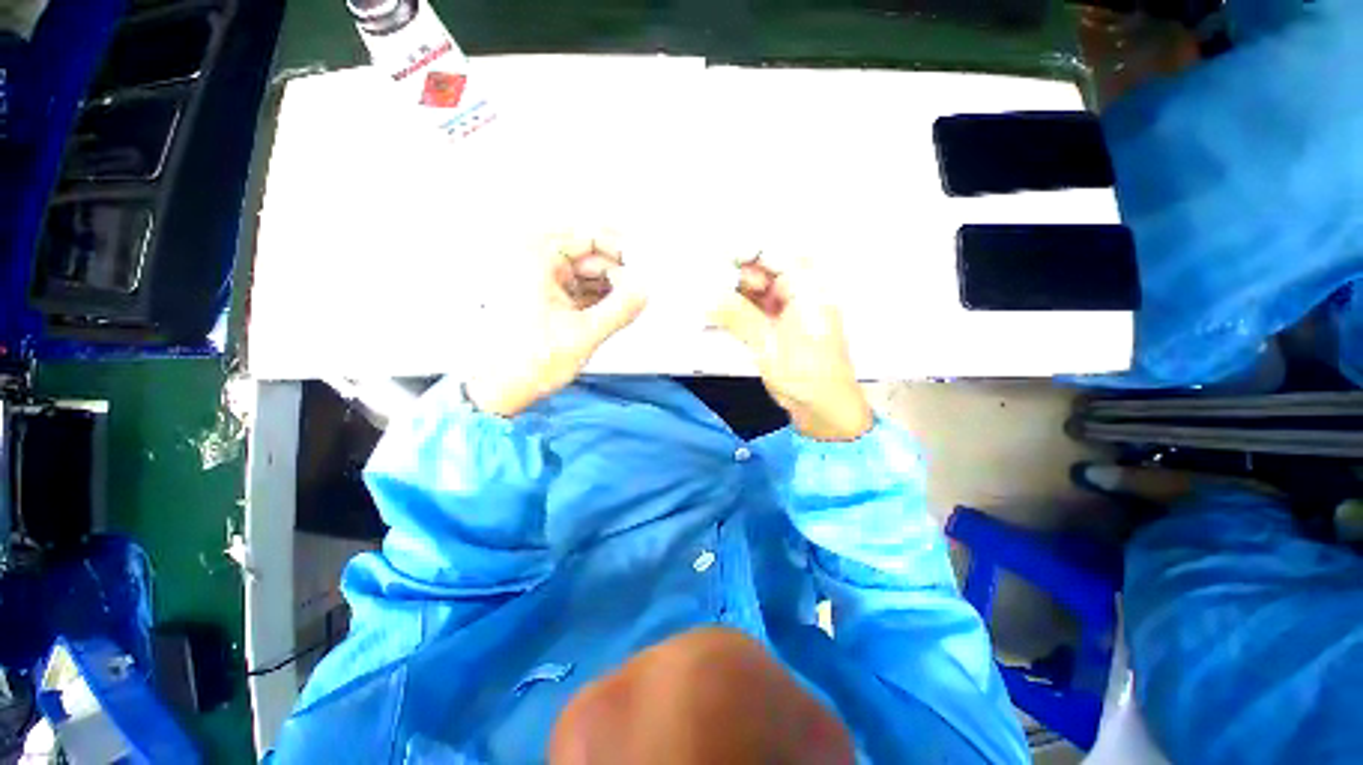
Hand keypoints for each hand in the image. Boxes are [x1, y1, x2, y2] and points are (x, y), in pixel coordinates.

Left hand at [466, 232, 647, 416]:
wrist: (501, 390)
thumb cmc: (527, 362)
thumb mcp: (585, 333)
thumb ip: (621, 308)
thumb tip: (644, 290)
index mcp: (535, 259)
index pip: (588, 236)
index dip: (620, 250)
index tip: (642, 266)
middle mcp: (535, 264)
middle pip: (590, 257)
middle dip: (616, 275)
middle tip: (636, 293)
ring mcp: (541, 283)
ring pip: (588, 276)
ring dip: (610, 290)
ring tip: (625, 307)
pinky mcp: (547, 300)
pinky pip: (581, 291)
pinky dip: (599, 300)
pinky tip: (611, 313)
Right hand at [711, 259, 871, 440]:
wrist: (824, 409)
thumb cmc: (806, 377)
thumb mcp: (769, 345)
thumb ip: (738, 316)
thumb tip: (707, 295)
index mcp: (807, 288)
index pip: (771, 253)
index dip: (741, 250)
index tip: (710, 255)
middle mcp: (799, 291)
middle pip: (760, 269)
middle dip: (731, 272)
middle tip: (699, 278)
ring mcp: (788, 307)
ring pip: (754, 288)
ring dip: (730, 291)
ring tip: (702, 293)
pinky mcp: (778, 324)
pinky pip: (754, 307)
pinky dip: (735, 308)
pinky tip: (715, 310)